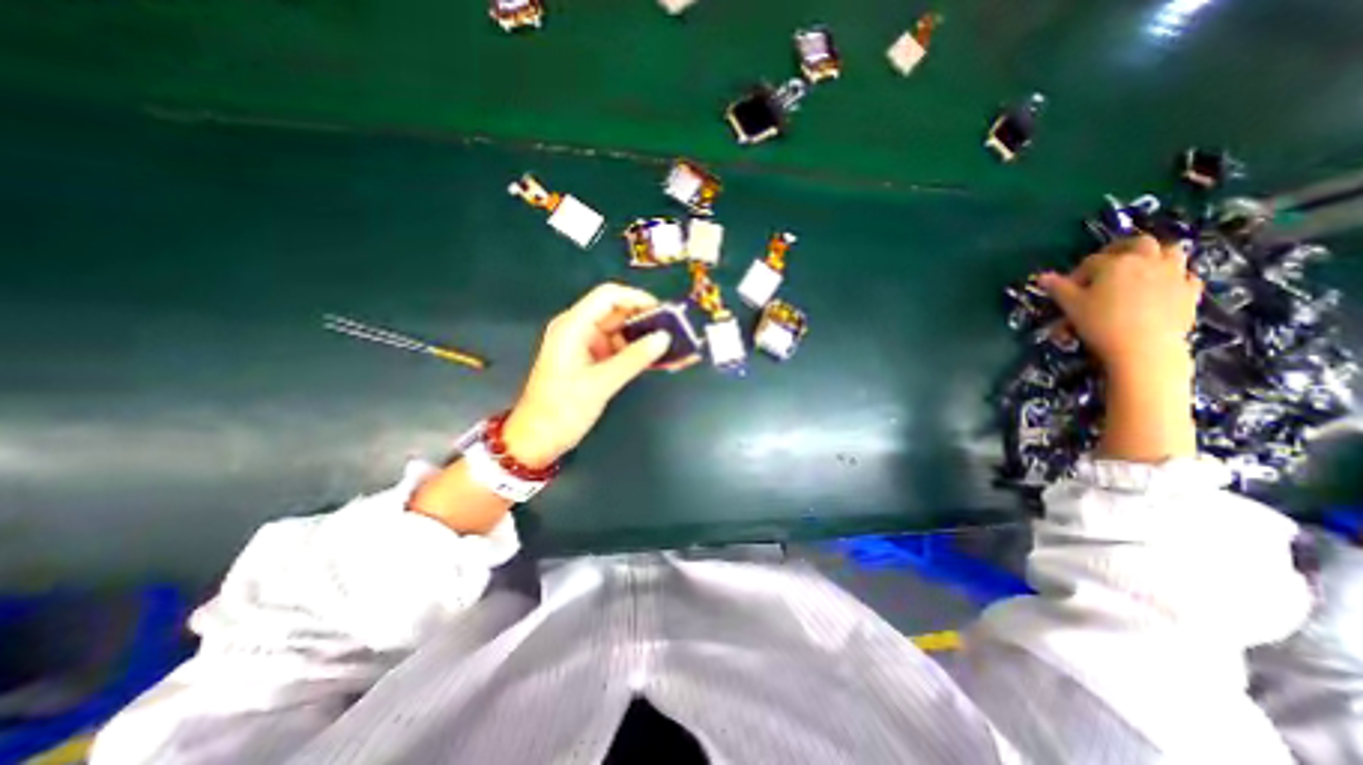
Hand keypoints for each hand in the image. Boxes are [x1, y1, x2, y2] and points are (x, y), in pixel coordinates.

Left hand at [498, 283, 668, 470]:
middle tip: (675, 332)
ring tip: (673, 348)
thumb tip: (663, 338)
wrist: (538, 439)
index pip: (608, 296)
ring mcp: (587, 346)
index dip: (637, 298)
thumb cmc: (561, 410)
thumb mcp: (600, 384)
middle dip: (647, 320)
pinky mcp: (593, 361)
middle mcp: (579, 330)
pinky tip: (659, 360)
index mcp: (573, 326)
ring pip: (622, 332)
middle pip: (618, 312)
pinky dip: (638, 354)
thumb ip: (634, 359)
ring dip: (646, 338)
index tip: (664, 312)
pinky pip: (620, 350)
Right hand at [1040, 235, 1196, 381]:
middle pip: (1138, 243)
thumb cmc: (1101, 323)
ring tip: (1139, 269)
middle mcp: (1147, 261)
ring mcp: (1174, 274)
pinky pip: (1185, 275)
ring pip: (1170, 251)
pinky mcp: (1190, 291)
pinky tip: (1161, 287)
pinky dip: (1173, 276)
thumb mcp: (1071, 306)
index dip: (1077, 273)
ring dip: (1154, 255)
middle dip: (1121, 249)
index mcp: (1115, 263)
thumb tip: (1042, 277)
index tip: (1067, 289)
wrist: (1143, 347)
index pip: (1091, 261)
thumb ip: (1058, 288)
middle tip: (1108, 262)